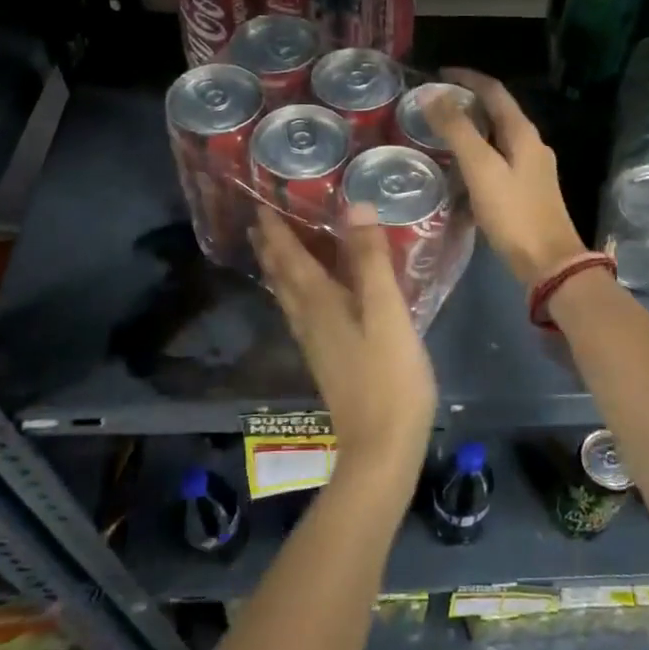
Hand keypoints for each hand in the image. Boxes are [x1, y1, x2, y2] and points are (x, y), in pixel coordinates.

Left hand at [250, 204, 436, 480]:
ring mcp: (316, 343)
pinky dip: (296, 292)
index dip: (275, 230)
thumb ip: (371, 260)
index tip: (261, 203)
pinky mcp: (327, 360)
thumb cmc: (389, 376)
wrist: (381, 446)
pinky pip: (302, 313)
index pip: (289, 257)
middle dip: (270, 248)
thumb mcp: (387, 312)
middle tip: (259, 222)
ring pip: (288, 297)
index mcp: (319, 303)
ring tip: (273, 250)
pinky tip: (308, 298)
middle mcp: (308, 320)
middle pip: (281, 277)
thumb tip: (354, 206)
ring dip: (278, 270)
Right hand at [429, 68, 586, 286]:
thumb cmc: (514, 213)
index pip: (494, 91)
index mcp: (523, 133)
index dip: (467, 78)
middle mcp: (531, 145)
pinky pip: (497, 162)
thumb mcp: (481, 168)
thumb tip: (432, 94)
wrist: (549, 263)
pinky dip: (476, 156)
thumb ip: (457, 130)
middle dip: (466, 103)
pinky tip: (458, 171)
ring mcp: (531, 169)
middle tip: (433, 105)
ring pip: (497, 138)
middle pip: (497, 112)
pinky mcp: (526, 192)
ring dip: (471, 130)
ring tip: (440, 134)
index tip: (437, 74)